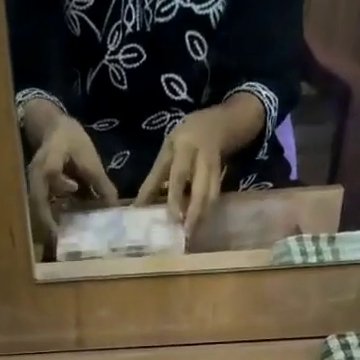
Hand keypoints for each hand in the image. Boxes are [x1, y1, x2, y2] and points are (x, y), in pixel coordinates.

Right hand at [23, 104, 116, 250]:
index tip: (74, 188)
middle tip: (59, 238)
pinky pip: (40, 209)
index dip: (61, 181)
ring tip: (58, 241)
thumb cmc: (73, 142)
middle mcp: (37, 172)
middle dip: (47, 220)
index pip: (51, 169)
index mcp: (52, 156)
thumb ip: (101, 183)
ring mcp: (33, 183)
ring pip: (36, 207)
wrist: (53, 130)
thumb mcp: (90, 157)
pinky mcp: (35, 192)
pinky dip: (48, 222)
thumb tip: (114, 208)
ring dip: (46, 224)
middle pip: (37, 198)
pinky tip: (59, 234)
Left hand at [135, 93, 264, 235]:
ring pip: (211, 195)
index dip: (175, 197)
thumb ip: (155, 178)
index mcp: (185, 146)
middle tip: (187, 233)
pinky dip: (207, 212)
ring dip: (202, 216)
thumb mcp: (166, 151)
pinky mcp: (222, 176)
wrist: (216, 124)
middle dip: (194, 212)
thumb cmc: (183, 139)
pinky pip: (215, 197)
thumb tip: (138, 207)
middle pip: (201, 188)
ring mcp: (215, 166)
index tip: (172, 218)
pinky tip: (199, 227)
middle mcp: (202, 156)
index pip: (179, 175)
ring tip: (192, 235)